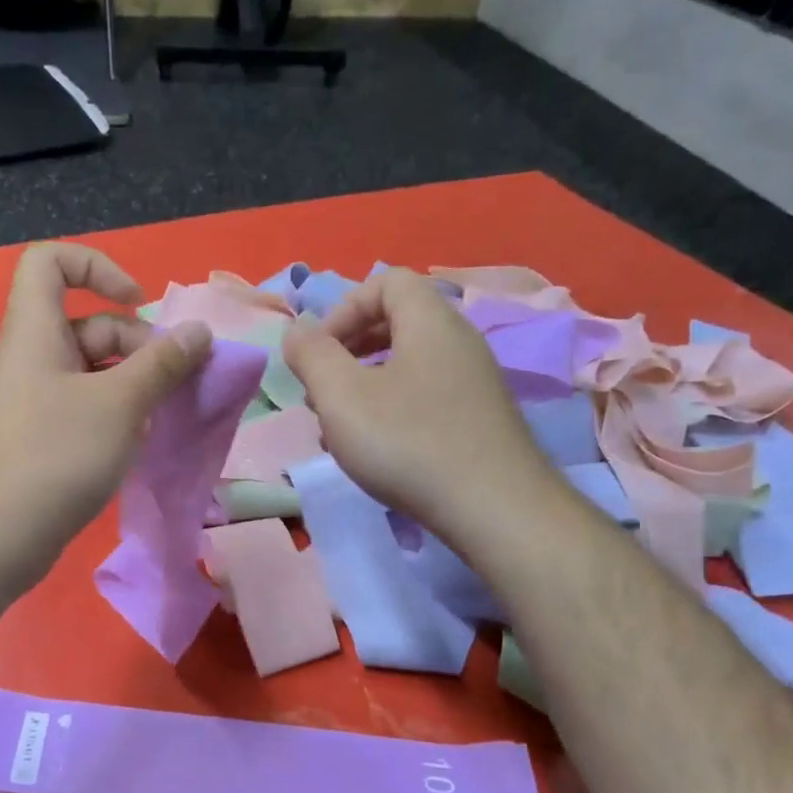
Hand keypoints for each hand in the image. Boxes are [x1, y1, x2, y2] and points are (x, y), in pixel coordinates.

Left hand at [0, 243, 210, 587]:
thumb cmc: (55, 455)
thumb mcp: (119, 404)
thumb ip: (162, 364)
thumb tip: (199, 332)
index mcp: (35, 331)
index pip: (50, 262)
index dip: (97, 267)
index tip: (138, 303)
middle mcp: (30, 358)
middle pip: (87, 324)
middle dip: (137, 343)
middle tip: (175, 380)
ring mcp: (33, 401)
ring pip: (91, 371)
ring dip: (132, 383)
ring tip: (163, 414)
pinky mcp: (38, 439)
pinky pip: (82, 408)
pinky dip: (114, 415)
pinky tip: (137, 443)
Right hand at [283, 267, 559, 544]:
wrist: (495, 510)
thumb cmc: (408, 443)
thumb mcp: (341, 396)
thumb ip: (312, 355)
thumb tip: (297, 330)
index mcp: (430, 321)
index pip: (386, 282)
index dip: (343, 308)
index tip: (319, 352)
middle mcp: (459, 342)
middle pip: (397, 322)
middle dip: (349, 350)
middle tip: (321, 389)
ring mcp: (475, 382)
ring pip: (408, 365)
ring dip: (365, 385)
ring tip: (339, 426)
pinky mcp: (480, 420)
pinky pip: (425, 396)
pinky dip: (392, 410)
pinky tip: (375, 451)